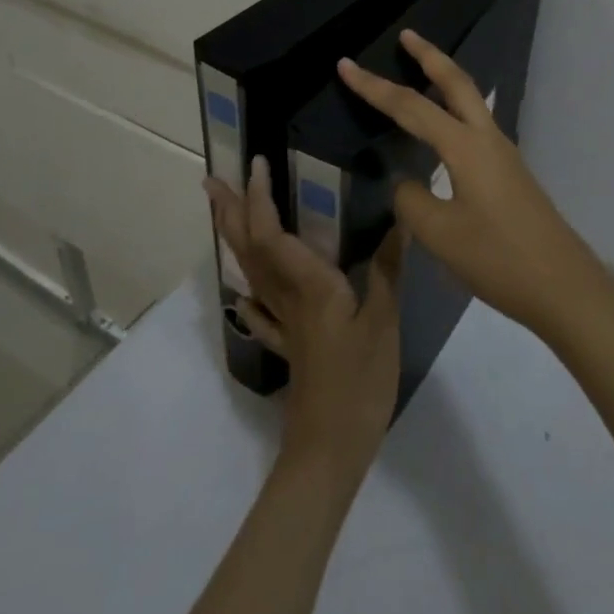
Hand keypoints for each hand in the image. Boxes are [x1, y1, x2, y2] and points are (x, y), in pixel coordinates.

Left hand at [205, 157, 403, 477]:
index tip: (257, 163)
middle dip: (230, 212)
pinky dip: (249, 293)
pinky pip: (261, 311)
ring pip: (250, 272)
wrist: (330, 450)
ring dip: (234, 239)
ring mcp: (283, 324)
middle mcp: (287, 298)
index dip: (260, 197)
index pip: (272, 233)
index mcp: (308, 286)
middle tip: (212, 181)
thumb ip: (388, 269)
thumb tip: (401, 218)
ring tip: (224, 215)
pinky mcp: (288, 346)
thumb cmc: (359, 382)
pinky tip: (244, 293)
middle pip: (249, 248)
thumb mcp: (383, 322)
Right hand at [338, 29, 603, 341]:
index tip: (346, 65)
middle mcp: (487, 139)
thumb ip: (411, 201)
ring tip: (421, 71)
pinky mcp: (510, 174)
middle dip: (429, 56)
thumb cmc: (498, 259)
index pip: (411, 107)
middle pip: (457, 82)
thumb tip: (405, 182)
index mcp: (466, 147)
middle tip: (406, 35)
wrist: (563, 287)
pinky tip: (444, 131)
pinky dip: (456, 110)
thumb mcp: (440, 234)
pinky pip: (477, 126)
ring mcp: (504, 155)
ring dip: (445, 80)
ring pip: (471, 102)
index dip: (374, 87)